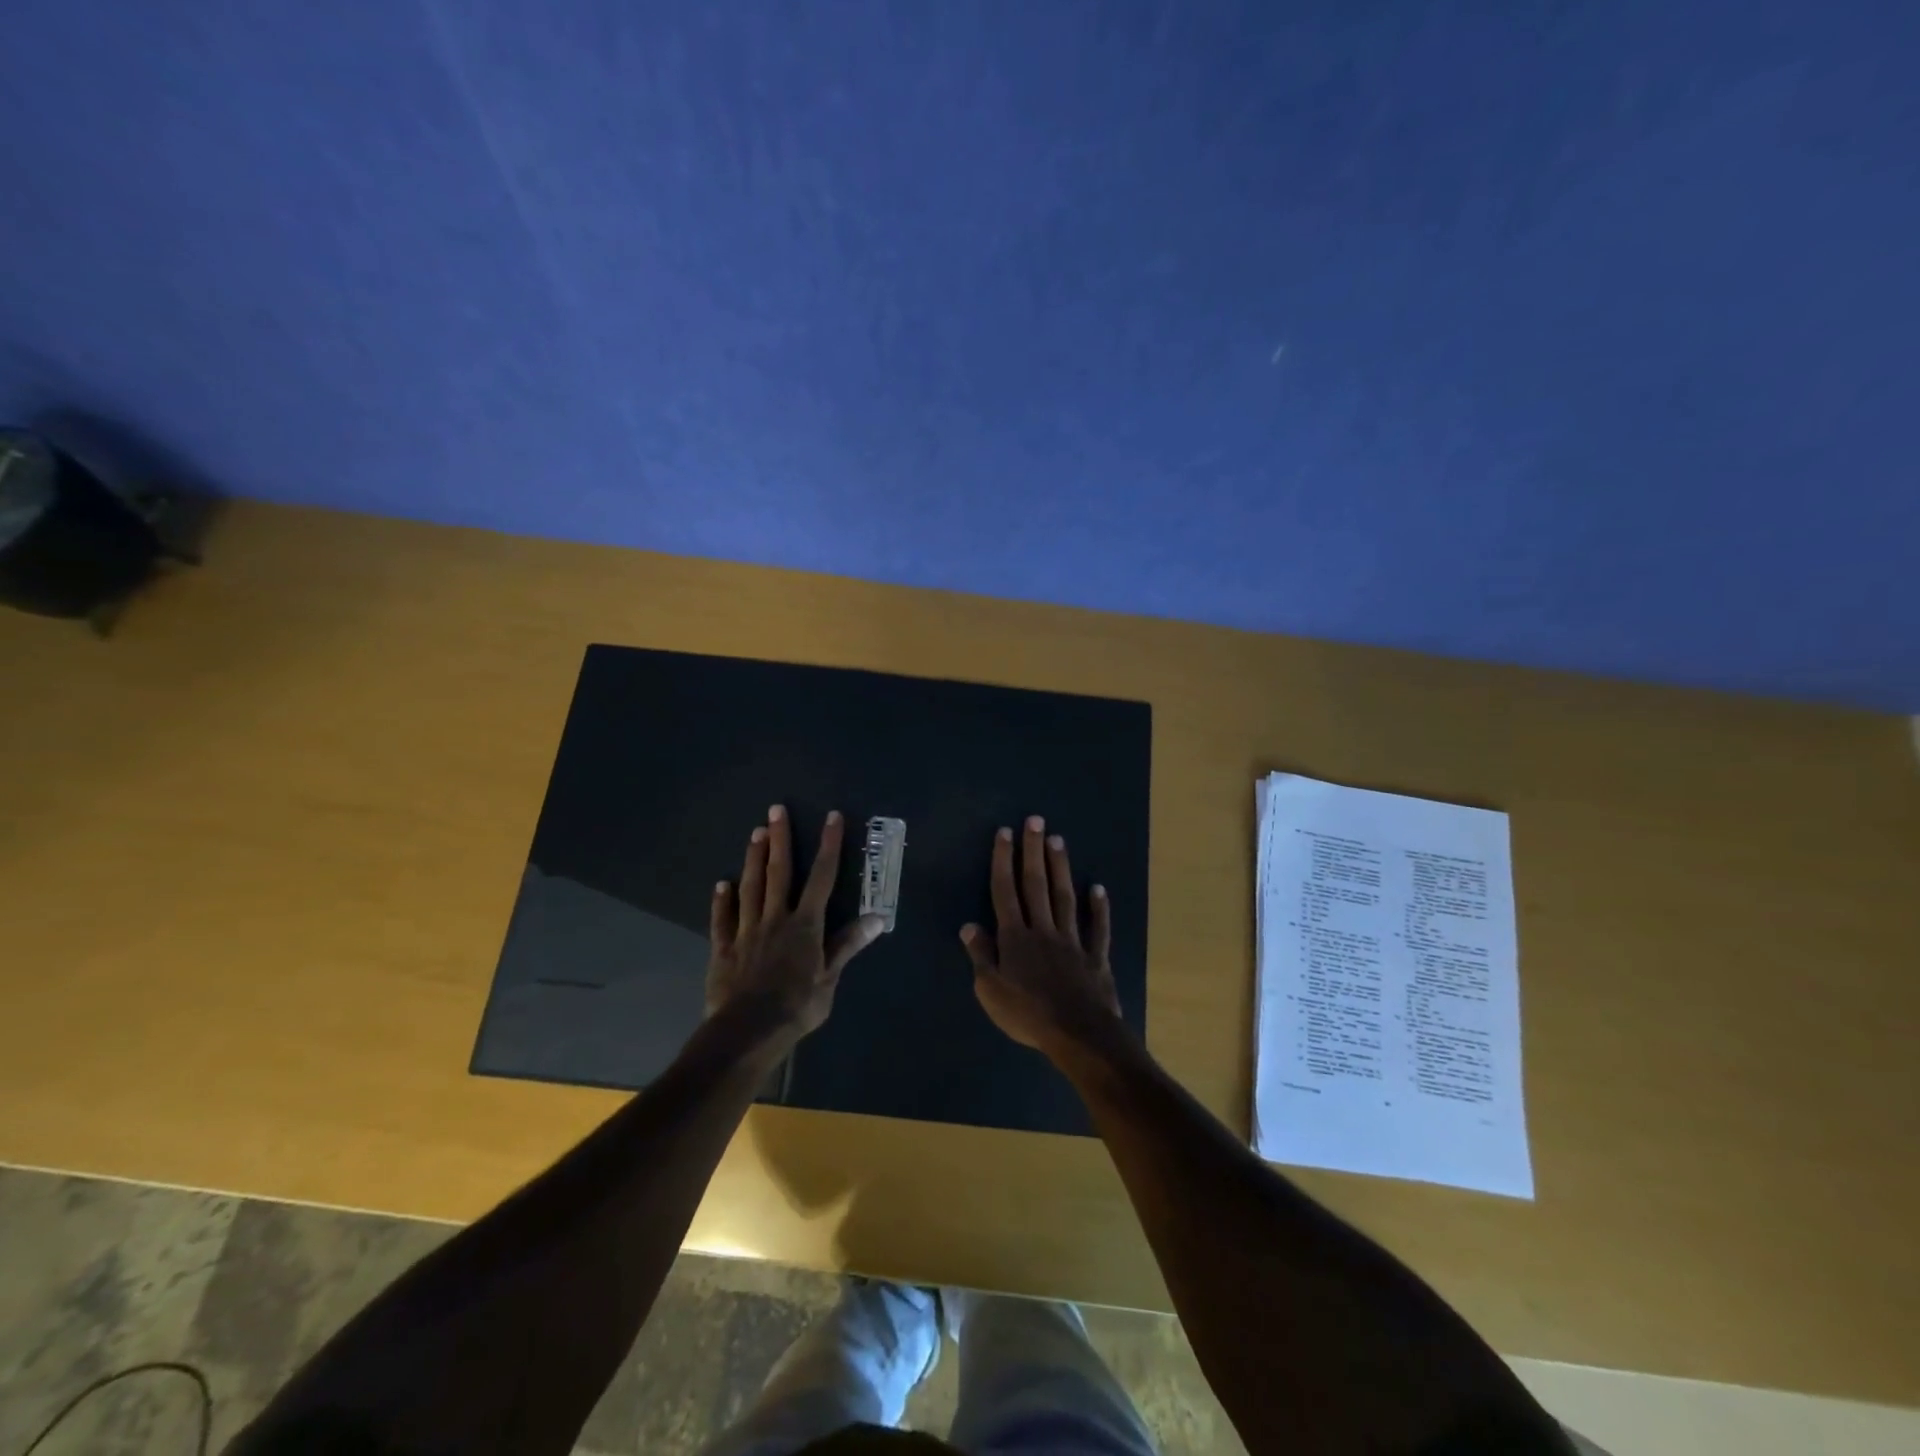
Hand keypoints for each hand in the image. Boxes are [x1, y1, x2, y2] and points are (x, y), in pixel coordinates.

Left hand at [707, 806, 884, 1047]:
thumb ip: (848, 945)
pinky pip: (723, 919)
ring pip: (751, 888)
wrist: (748, 1031)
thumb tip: (878, 917)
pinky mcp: (724, 949)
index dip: (829, 846)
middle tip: (775, 810)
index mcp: (806, 925)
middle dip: (780, 839)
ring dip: (753, 859)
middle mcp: (776, 918)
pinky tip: (721, 884)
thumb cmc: (796, 1006)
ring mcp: (747, 931)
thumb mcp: (830, 979)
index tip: (832, 817)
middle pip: (780, 872)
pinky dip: (722, 901)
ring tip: (754, 833)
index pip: (822, 878)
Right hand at [961, 816, 1124, 1062]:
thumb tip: (969, 925)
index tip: (1005, 833)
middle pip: (1036, 885)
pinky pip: (1097, 928)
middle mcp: (1043, 930)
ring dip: (1061, 868)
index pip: (1005, 892)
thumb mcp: (991, 991)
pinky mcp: (1096, 957)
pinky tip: (1098, 889)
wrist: (1079, 1034)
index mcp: (1015, 938)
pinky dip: (1099, 908)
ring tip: (1058, 840)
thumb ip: (981, 956)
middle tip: (1035, 820)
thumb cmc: (1028, 1015)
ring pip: (1065, 898)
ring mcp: (1072, 941)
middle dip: (1033, 851)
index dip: (1003, 861)